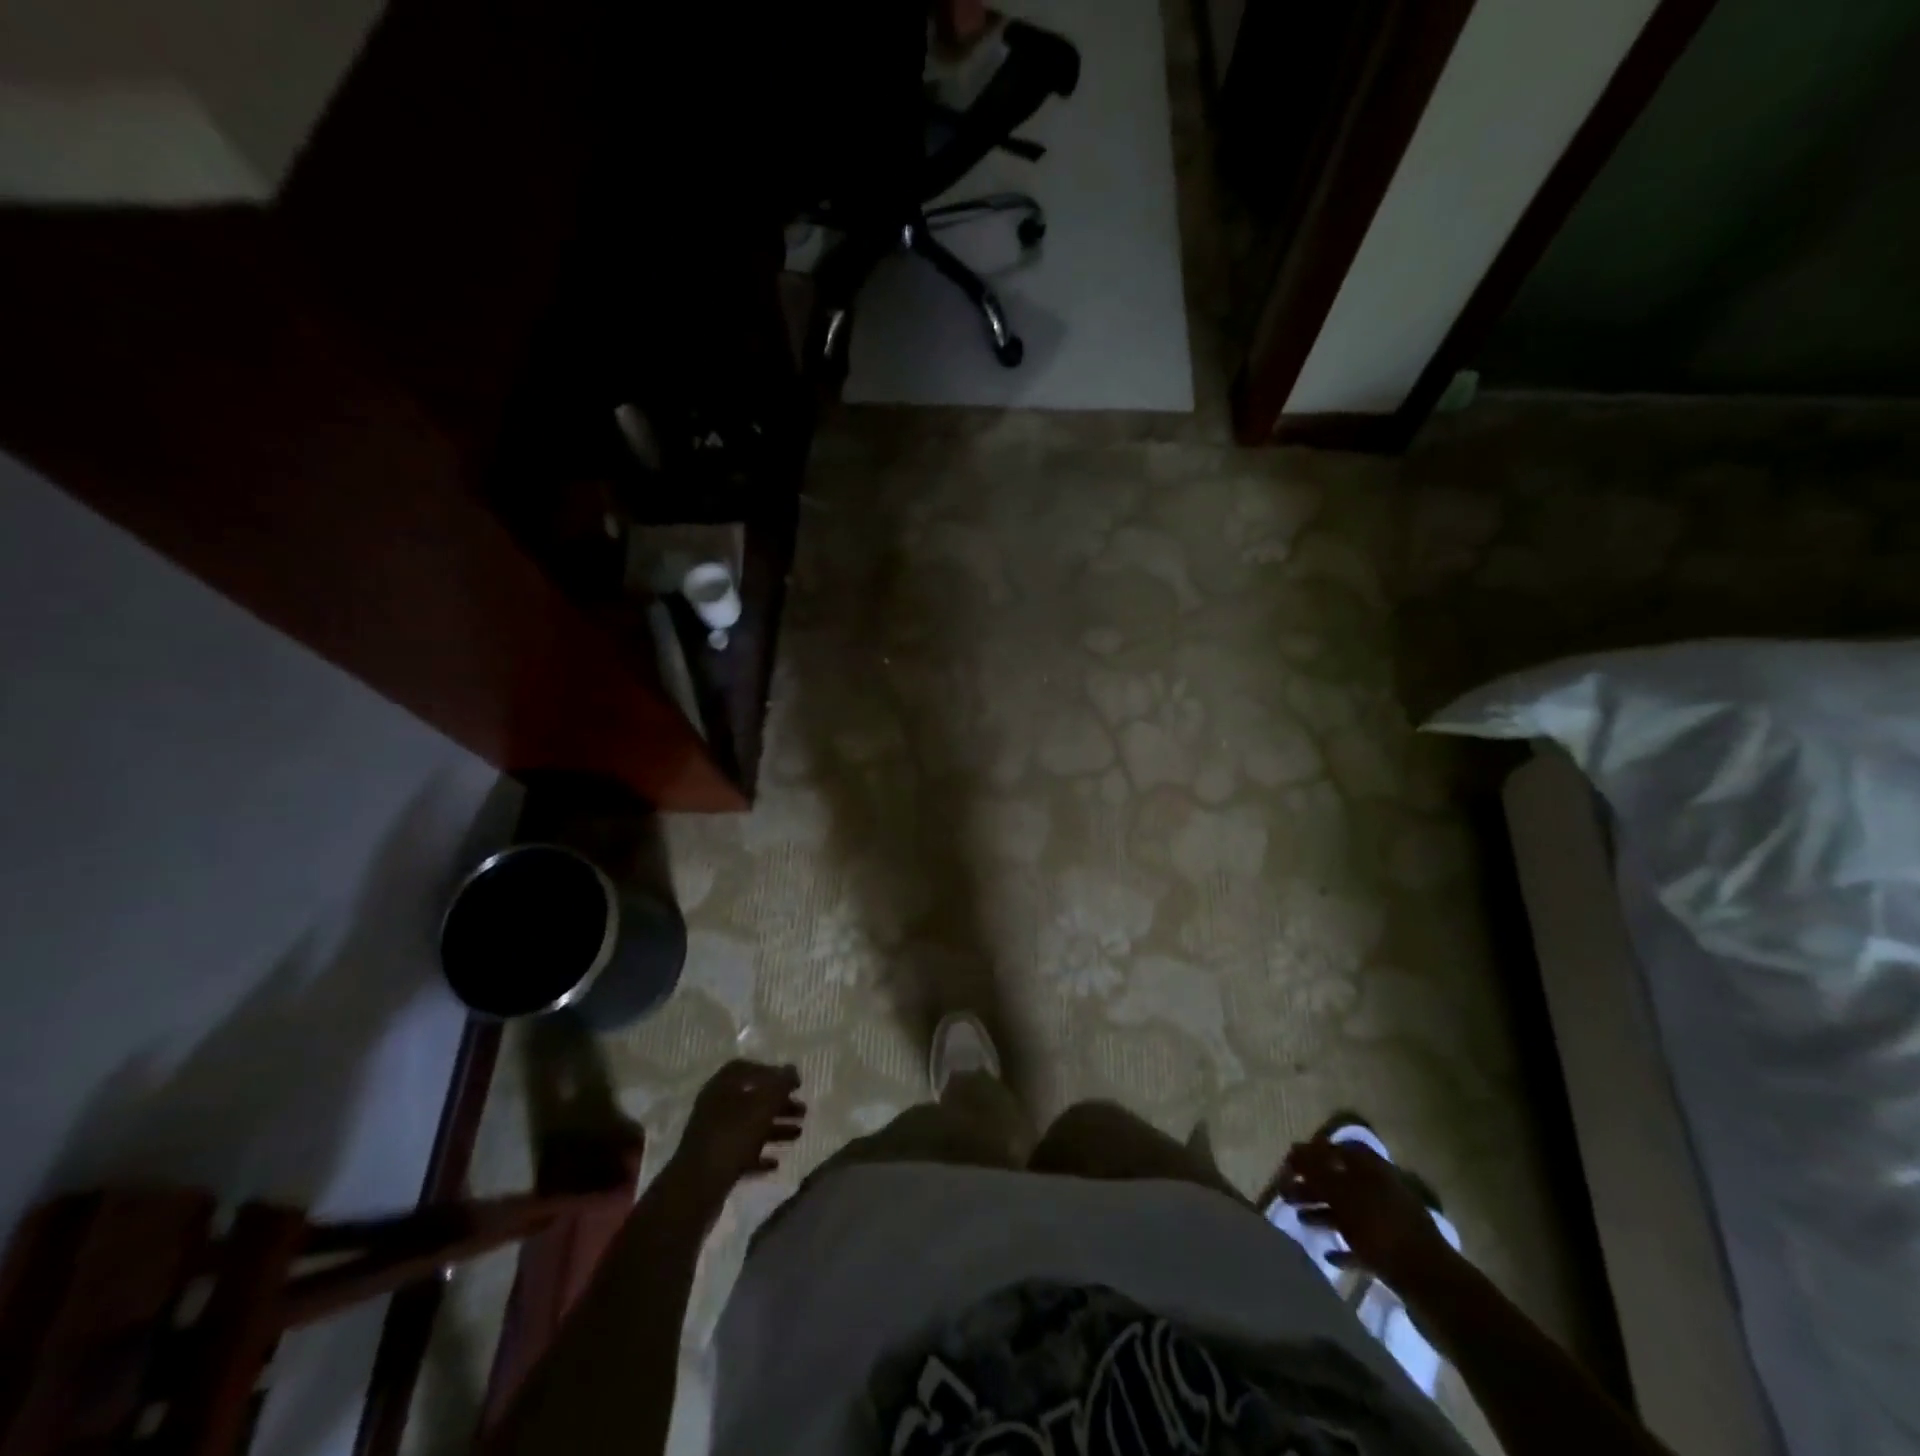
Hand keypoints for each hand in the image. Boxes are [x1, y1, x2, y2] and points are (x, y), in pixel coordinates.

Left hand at [671, 1060, 805, 1197]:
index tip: (794, 1084)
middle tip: (803, 1111)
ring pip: (749, 1126)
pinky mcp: (714, 1162)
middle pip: (752, 1099)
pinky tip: (776, 1163)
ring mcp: (713, 1136)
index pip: (748, 1068)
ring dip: (775, 1128)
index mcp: (722, 1086)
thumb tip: (792, 1069)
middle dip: (779, 1104)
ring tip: (798, 1134)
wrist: (696, 1187)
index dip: (772, 1073)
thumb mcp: (763, 1105)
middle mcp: (715, 1106)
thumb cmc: (732, 1136)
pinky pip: (741, 1153)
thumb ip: (780, 1084)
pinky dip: (760, 1155)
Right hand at [1280, 1136, 1452, 1287]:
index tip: (1289, 1165)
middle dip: (1312, 1186)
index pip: (1336, 1149)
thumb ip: (1315, 1171)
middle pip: (1339, 1180)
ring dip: (1323, 1213)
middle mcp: (1380, 1188)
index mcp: (1371, 1168)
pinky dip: (1345, 1246)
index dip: (1311, 1153)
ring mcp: (1389, 1221)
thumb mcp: (1342, 1194)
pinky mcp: (1394, 1252)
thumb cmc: (1380, 1228)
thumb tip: (1294, 1149)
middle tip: (1286, 1194)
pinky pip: (1363, 1243)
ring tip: (1300, 1221)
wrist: (1431, 1283)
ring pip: (1348, 1211)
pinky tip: (1329, 1253)